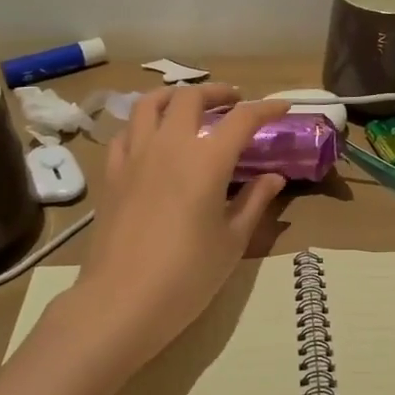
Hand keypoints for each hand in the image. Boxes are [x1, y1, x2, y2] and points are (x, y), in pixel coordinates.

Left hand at [62, 85, 289, 370]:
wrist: (121, 302)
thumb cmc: (187, 275)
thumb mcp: (232, 241)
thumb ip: (254, 201)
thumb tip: (273, 177)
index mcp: (206, 160)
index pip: (242, 119)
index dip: (266, 108)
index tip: (283, 107)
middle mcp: (170, 145)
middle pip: (191, 97)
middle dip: (217, 92)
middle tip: (234, 102)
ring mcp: (135, 156)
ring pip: (150, 103)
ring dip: (175, 96)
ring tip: (189, 106)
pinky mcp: (111, 174)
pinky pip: (126, 132)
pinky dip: (143, 124)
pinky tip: (152, 139)